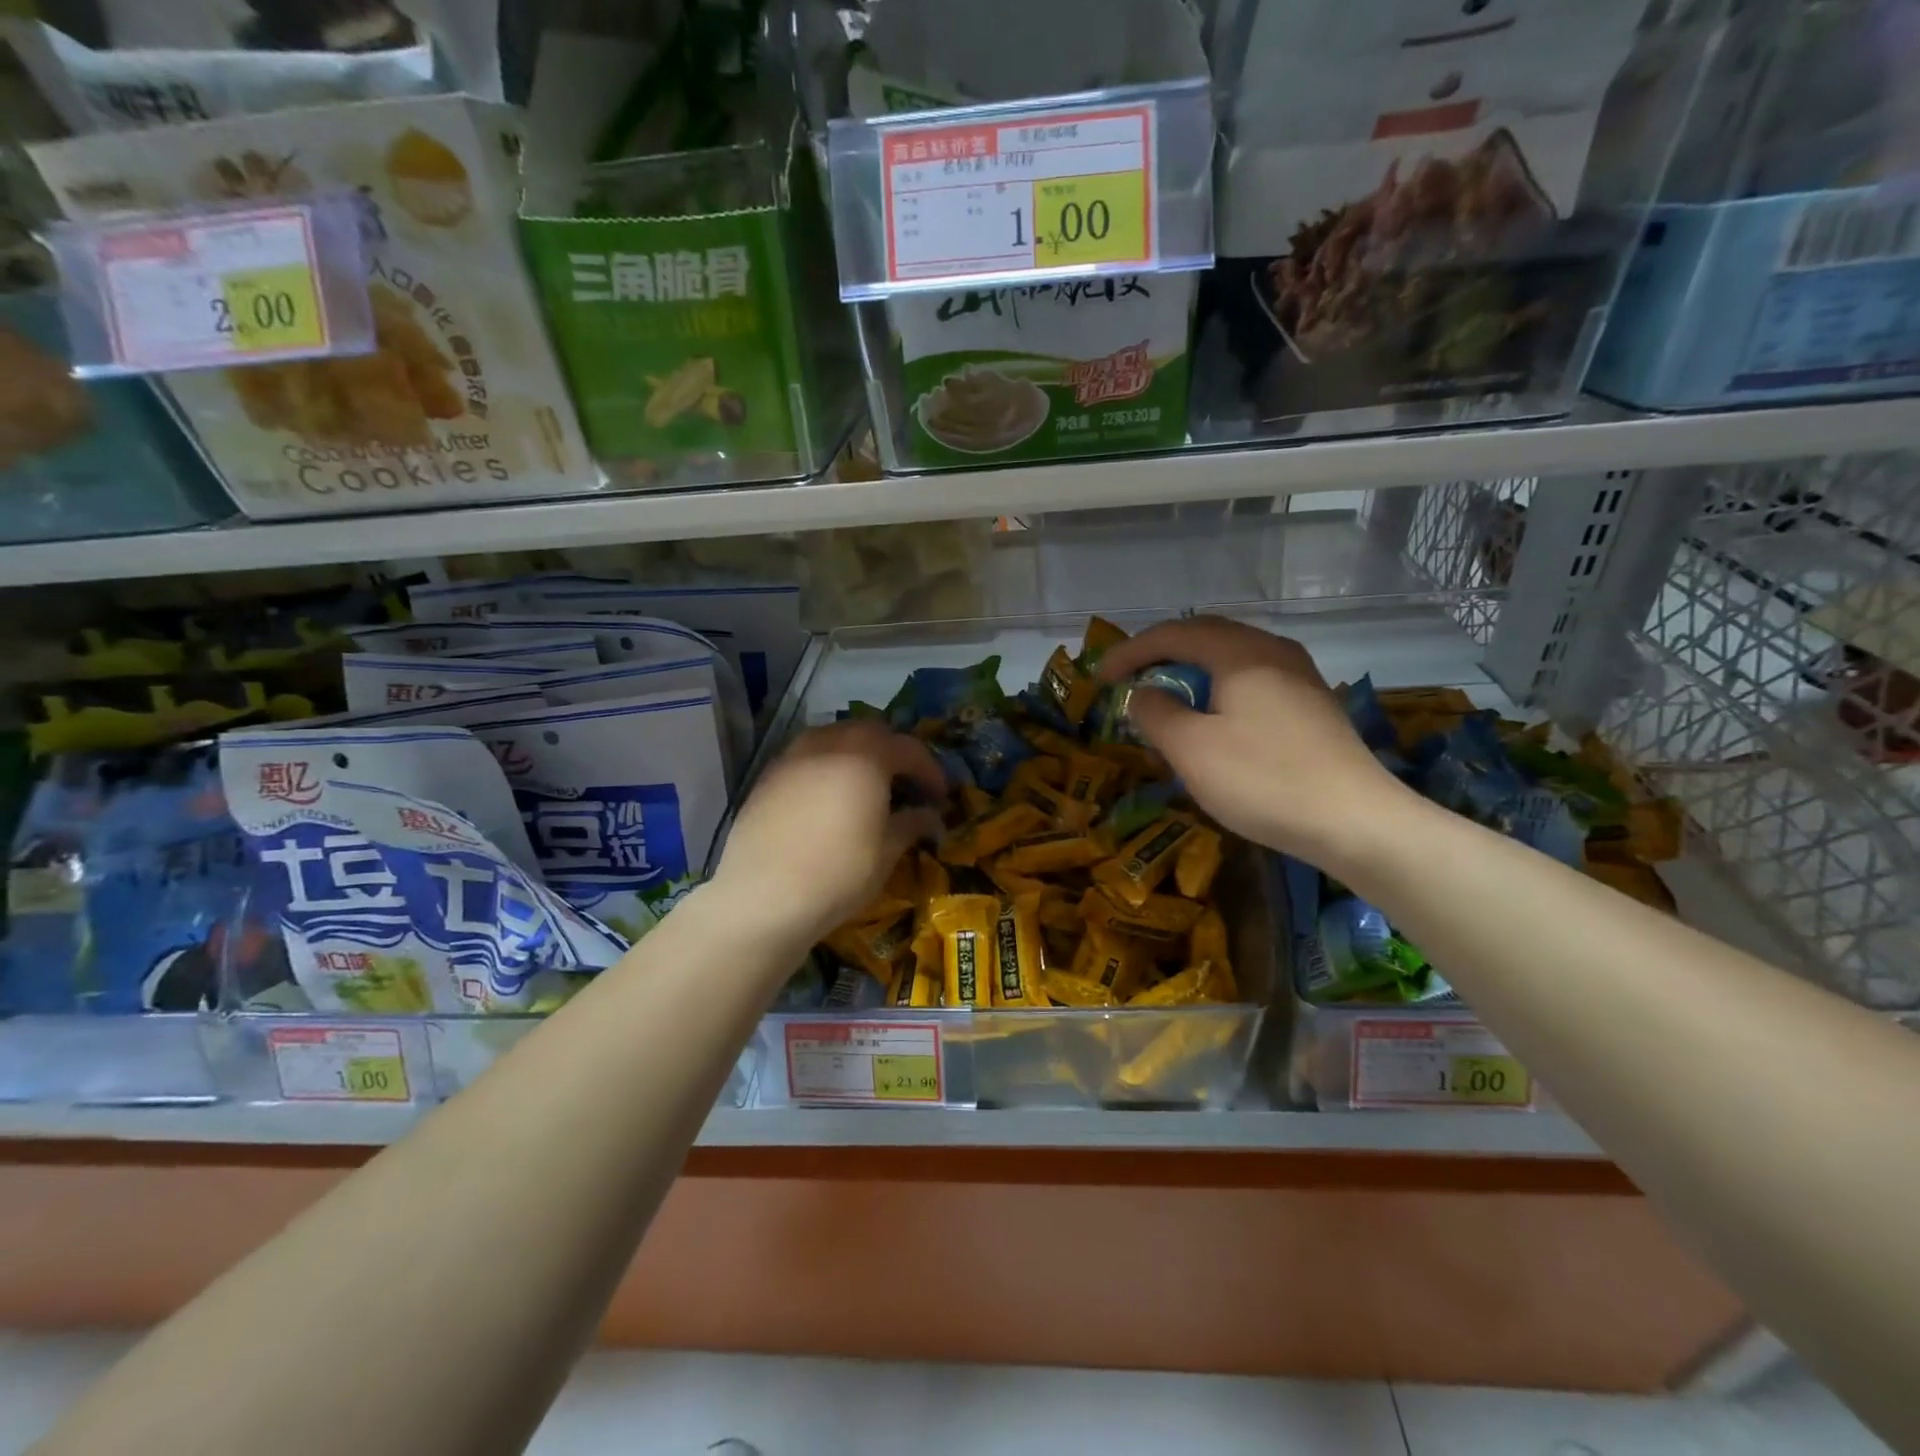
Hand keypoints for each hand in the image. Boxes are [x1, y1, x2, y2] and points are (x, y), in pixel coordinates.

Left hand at [709, 721, 945, 949]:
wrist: (762, 898)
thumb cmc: (838, 873)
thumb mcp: (887, 852)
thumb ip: (912, 824)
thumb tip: (929, 816)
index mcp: (866, 755)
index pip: (909, 749)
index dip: (930, 771)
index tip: (940, 797)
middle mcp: (828, 743)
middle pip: (870, 733)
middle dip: (893, 754)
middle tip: (905, 785)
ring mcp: (792, 756)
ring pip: (834, 739)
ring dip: (857, 755)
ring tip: (866, 787)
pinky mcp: (767, 776)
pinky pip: (807, 758)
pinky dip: (827, 768)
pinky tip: (829, 800)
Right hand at [1097, 617, 1416, 869]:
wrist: (1357, 822)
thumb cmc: (1263, 780)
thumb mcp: (1191, 749)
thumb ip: (1156, 713)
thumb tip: (1143, 694)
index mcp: (1241, 653)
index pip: (1173, 634)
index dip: (1130, 652)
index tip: (1100, 678)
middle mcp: (1273, 651)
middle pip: (1205, 636)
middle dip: (1161, 654)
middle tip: (1129, 678)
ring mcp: (1299, 677)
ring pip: (1231, 658)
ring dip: (1191, 672)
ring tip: (1166, 698)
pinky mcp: (1311, 705)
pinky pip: (1251, 680)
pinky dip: (1218, 689)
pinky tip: (1213, 720)